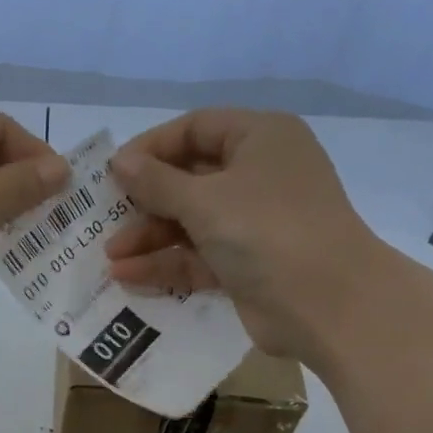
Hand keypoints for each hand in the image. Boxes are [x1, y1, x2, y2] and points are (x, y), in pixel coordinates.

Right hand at [105, 108, 387, 358]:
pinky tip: (128, 276)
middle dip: (145, 202)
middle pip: (190, 179)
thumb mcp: (204, 200)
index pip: (196, 129)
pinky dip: (166, 264)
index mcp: (259, 139)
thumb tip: (119, 161)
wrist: (326, 303)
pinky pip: (198, 256)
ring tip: (110, 257)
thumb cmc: (266, 230)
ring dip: (150, 238)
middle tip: (106, 220)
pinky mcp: (246, 264)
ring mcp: (253, 222)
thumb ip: (157, 182)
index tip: (112, 173)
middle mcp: (258, 175)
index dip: (151, 148)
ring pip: (191, 222)